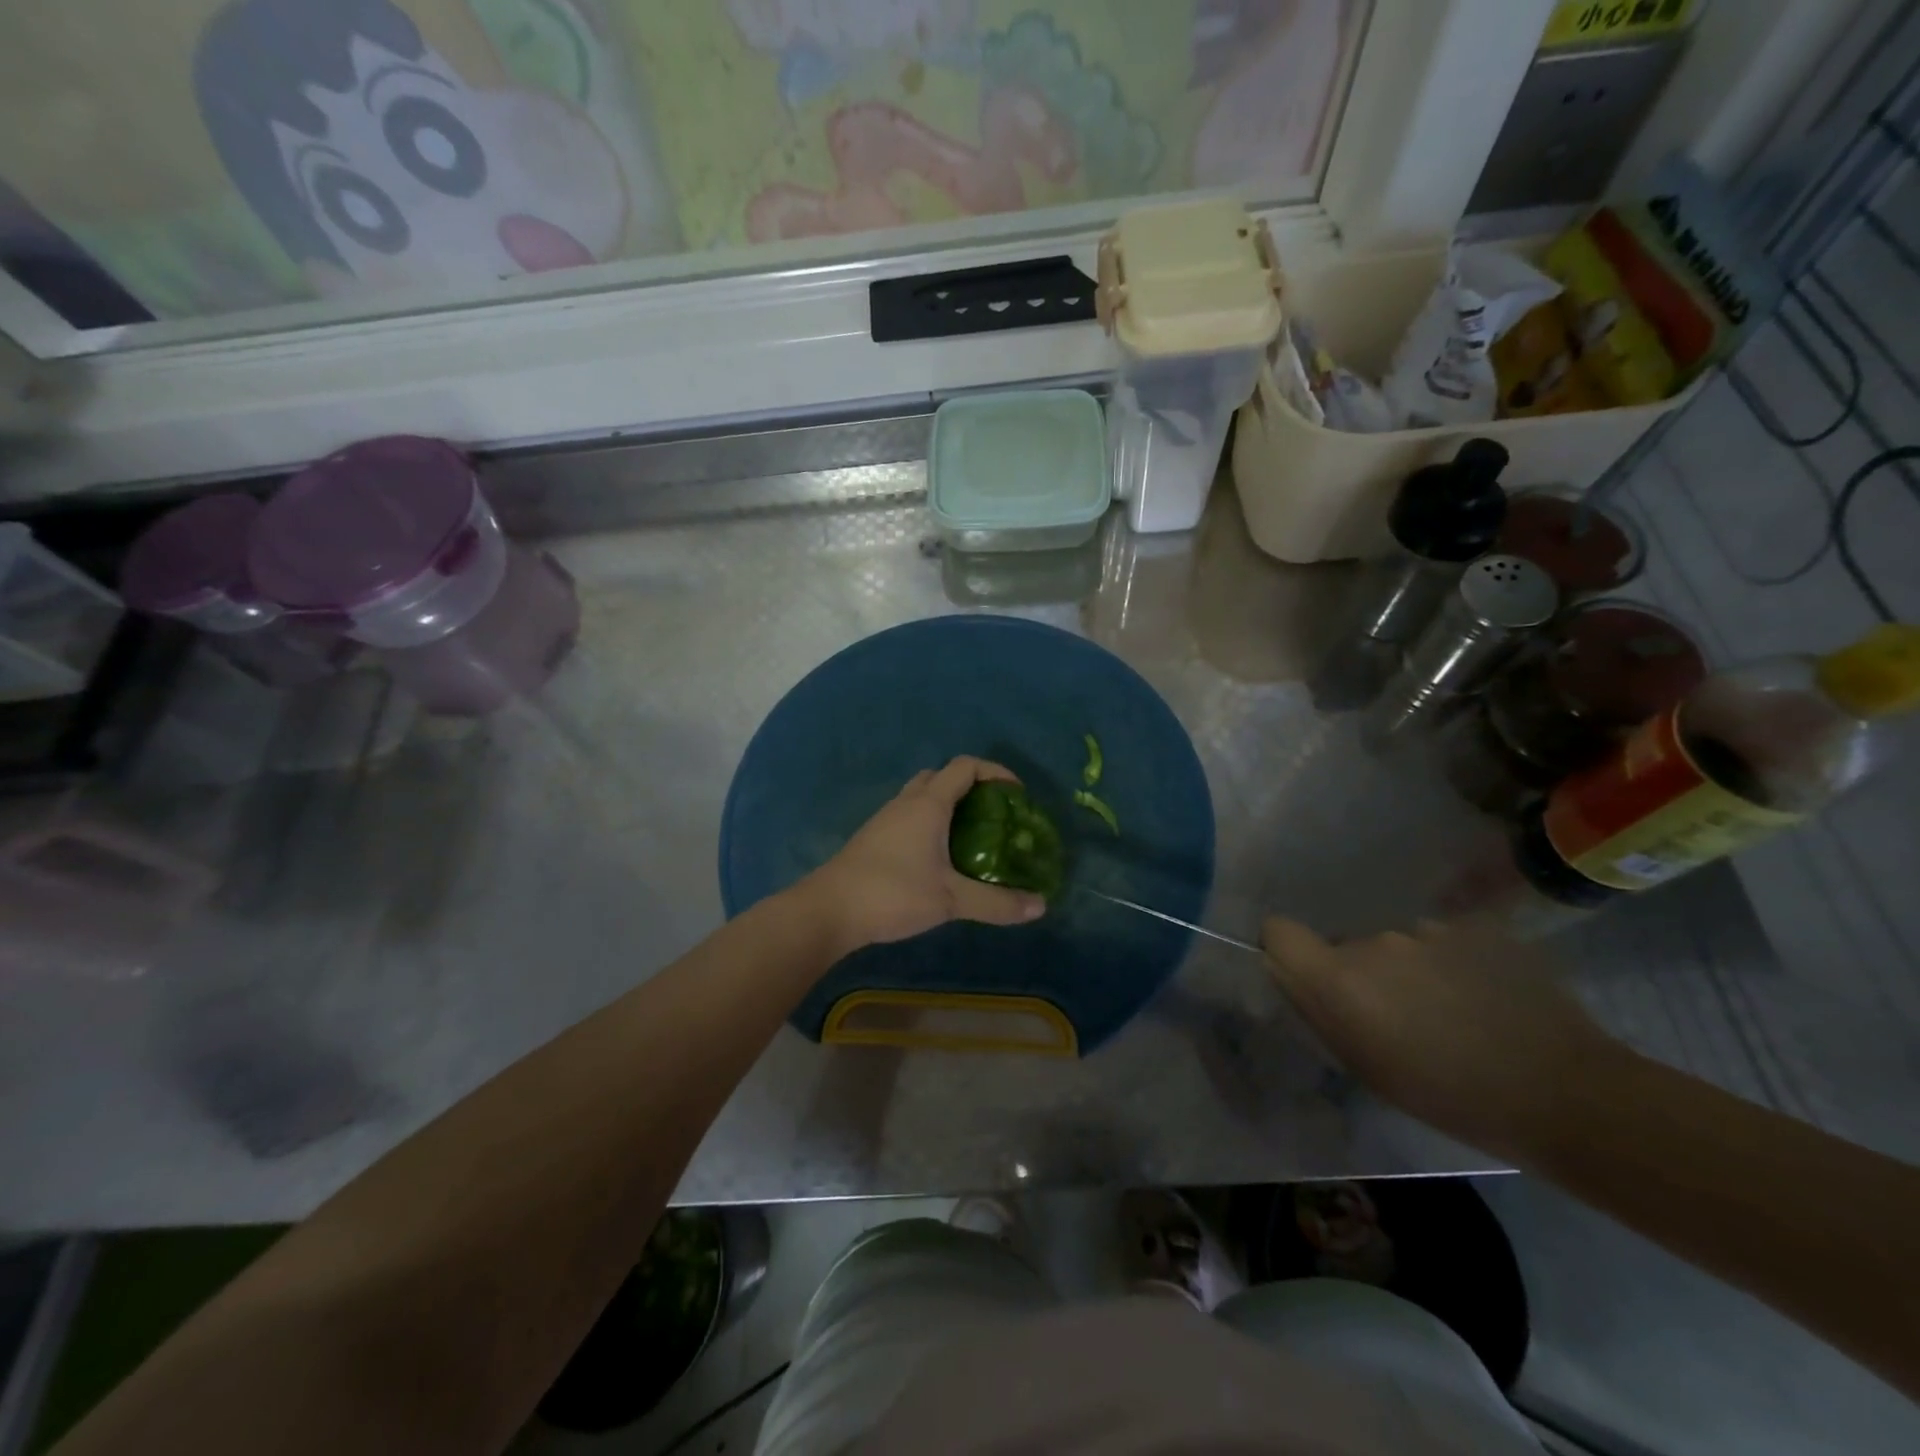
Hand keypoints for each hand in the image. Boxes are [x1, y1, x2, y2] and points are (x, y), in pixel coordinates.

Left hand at [800, 757, 1046, 957]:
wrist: (829, 910)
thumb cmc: (893, 893)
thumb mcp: (951, 899)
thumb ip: (996, 903)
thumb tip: (1040, 906)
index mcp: (928, 804)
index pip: (965, 767)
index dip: (994, 772)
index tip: (1016, 794)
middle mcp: (906, 803)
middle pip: (941, 776)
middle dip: (970, 786)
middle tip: (993, 814)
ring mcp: (885, 819)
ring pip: (921, 796)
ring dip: (947, 805)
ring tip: (971, 835)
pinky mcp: (873, 838)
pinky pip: (908, 816)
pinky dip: (929, 822)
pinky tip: (938, 857)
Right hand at [1261, 916, 1628, 1157]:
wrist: (1566, 1093)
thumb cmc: (1451, 1097)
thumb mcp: (1365, 1067)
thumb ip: (1319, 1011)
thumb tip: (1289, 974)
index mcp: (1339, 977)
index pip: (1278, 931)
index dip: (1286, 951)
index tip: (1309, 980)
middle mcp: (1374, 941)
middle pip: (1345, 944)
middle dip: (1361, 974)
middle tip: (1399, 1018)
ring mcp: (1428, 929)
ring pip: (1396, 944)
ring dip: (1409, 970)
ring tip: (1453, 1012)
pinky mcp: (1475, 927)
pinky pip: (1442, 940)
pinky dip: (1452, 964)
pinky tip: (1486, 999)